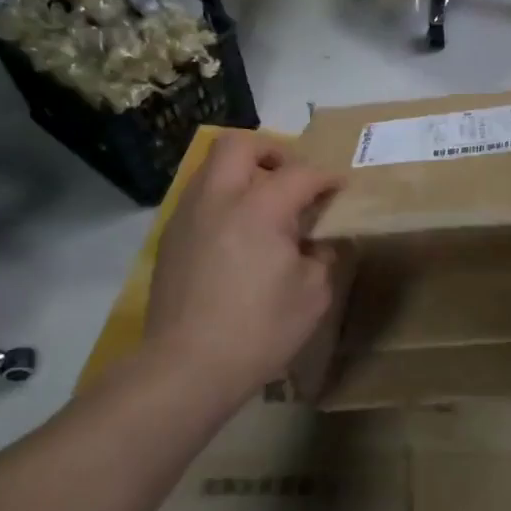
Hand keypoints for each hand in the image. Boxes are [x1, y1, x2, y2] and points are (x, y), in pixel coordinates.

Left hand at [146, 133, 342, 402]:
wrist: (187, 366)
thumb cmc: (260, 330)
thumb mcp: (313, 295)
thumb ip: (323, 257)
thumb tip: (321, 242)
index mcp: (260, 208)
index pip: (300, 174)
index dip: (326, 178)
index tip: (340, 188)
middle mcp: (218, 199)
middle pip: (240, 145)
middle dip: (272, 152)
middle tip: (293, 178)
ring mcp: (187, 216)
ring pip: (212, 168)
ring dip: (243, 173)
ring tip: (265, 206)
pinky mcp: (170, 239)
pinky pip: (199, 198)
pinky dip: (223, 200)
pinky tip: (238, 235)